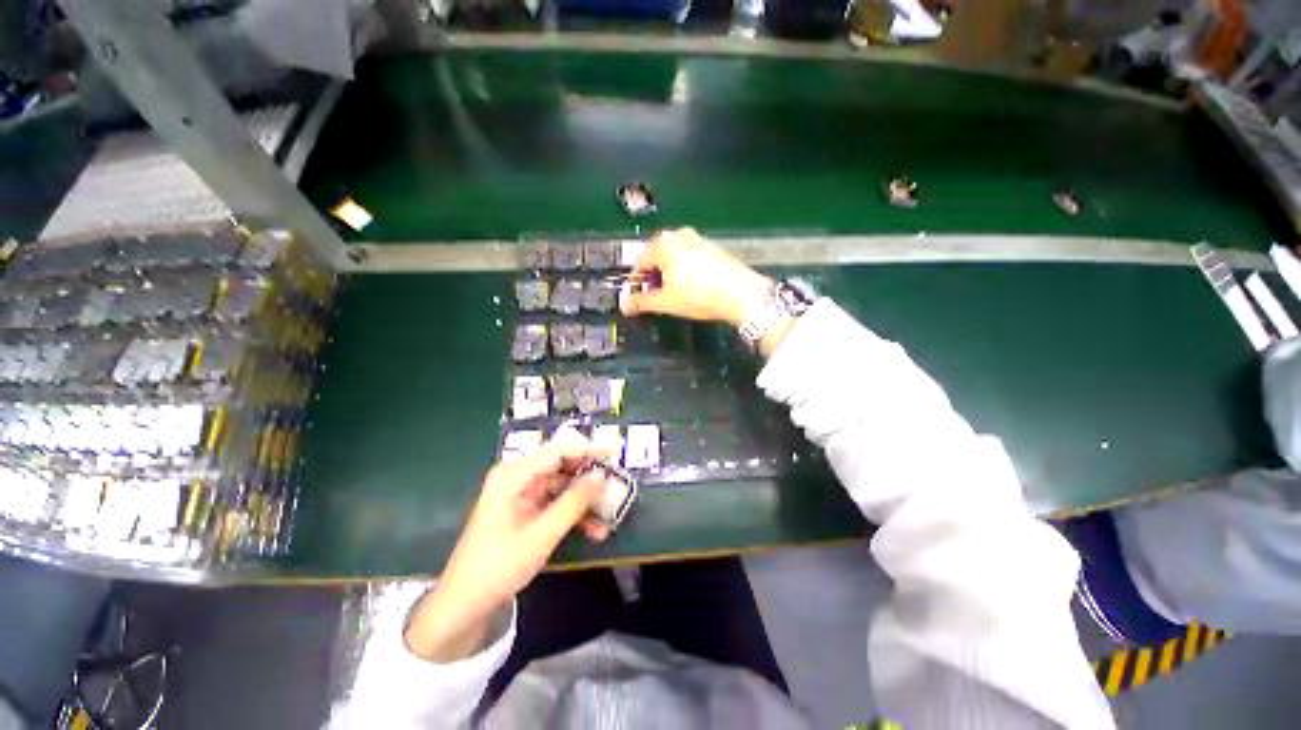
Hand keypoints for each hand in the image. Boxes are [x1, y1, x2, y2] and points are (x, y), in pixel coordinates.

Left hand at [405, 434, 616, 661]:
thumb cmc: (499, 566)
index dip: (589, 449)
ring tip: (609, 514)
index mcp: (513, 475)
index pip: (558, 451)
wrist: (464, 606)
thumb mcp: (542, 534)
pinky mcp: (524, 510)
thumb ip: (574, 502)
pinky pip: (555, 503)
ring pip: (562, 487)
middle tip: (617, 484)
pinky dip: (573, 514)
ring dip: (585, 501)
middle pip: (561, 468)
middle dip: (589, 479)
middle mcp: (517, 478)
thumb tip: (602, 475)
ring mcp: (520, 494)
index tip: (615, 450)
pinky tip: (593, 530)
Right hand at [620, 228, 770, 326]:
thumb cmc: (699, 296)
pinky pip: (688, 257)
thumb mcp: (666, 302)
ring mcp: (698, 239)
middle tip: (655, 298)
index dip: (636, 284)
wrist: (742, 295)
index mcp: (663, 243)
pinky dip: (683, 270)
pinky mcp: (712, 247)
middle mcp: (679, 235)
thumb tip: (624, 305)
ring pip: (673, 257)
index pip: (639, 263)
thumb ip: (641, 302)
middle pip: (656, 258)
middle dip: (652, 278)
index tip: (637, 300)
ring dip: (667, 275)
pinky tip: (690, 287)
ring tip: (673, 295)